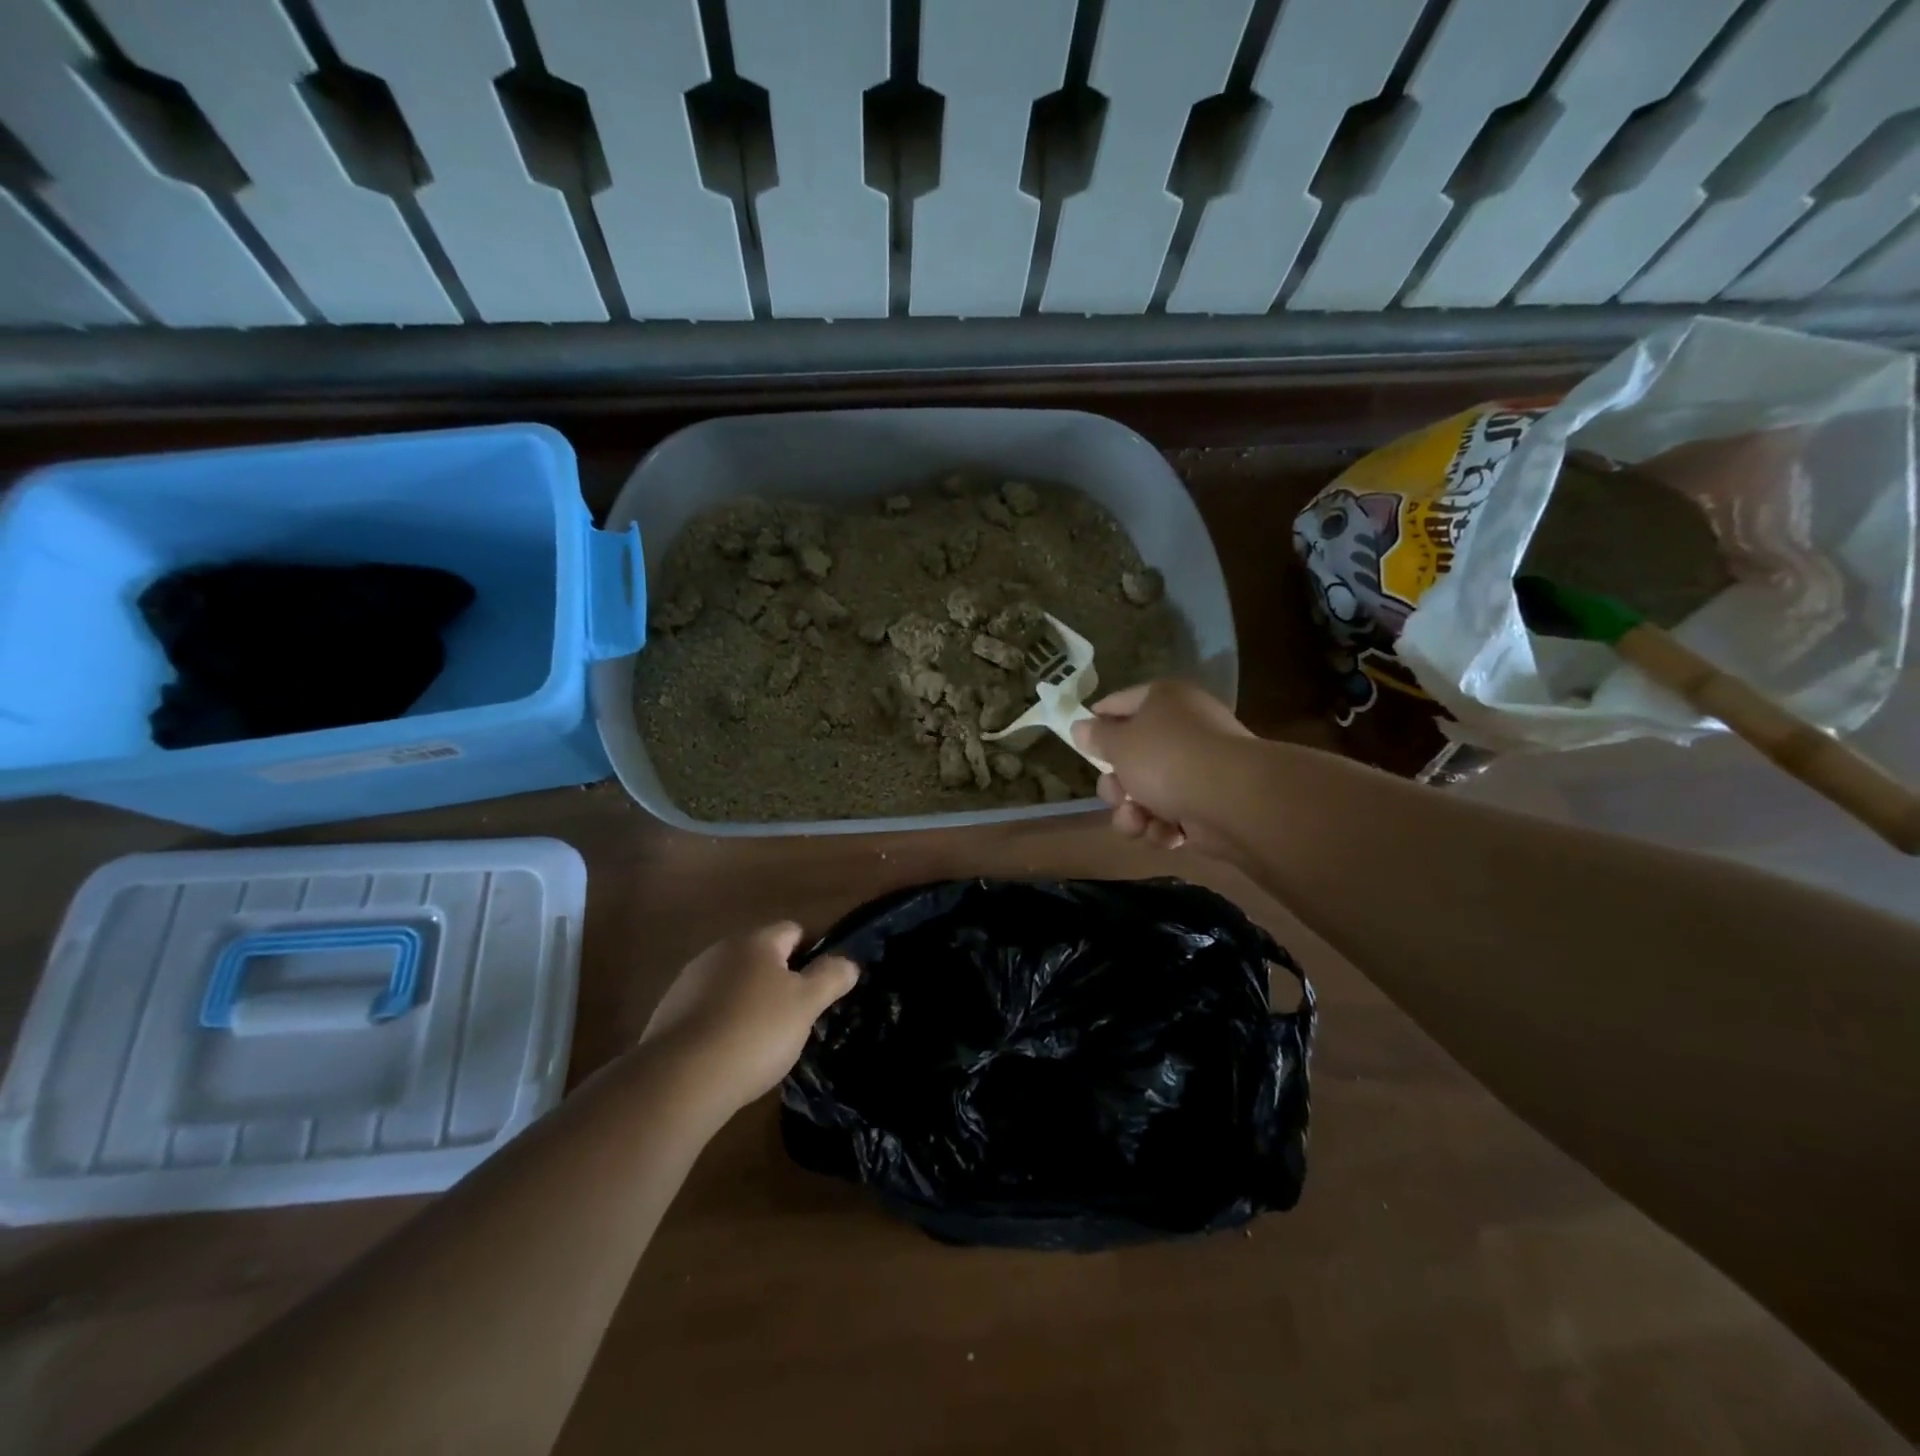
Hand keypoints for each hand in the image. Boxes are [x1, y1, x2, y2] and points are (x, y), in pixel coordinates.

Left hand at [639, 922, 858, 1114]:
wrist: (680, 1079)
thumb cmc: (755, 1031)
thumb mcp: (806, 1005)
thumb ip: (831, 977)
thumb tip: (848, 962)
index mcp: (756, 941)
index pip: (794, 930)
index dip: (814, 953)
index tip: (824, 985)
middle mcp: (720, 950)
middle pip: (762, 957)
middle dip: (781, 980)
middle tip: (798, 1015)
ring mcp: (690, 981)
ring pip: (734, 983)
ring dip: (751, 1002)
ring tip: (764, 1040)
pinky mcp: (669, 1013)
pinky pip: (709, 1009)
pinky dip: (724, 1023)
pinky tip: (730, 1054)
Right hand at [1072, 680, 1251, 852]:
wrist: (1232, 800)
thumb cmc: (1167, 758)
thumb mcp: (1119, 744)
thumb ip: (1096, 737)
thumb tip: (1080, 726)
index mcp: (1164, 701)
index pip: (1120, 703)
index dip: (1097, 721)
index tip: (1080, 742)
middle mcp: (1183, 729)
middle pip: (1131, 757)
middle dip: (1116, 785)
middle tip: (1116, 794)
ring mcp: (1198, 769)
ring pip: (1146, 793)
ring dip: (1133, 813)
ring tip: (1138, 821)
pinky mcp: (1208, 805)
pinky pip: (1171, 815)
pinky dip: (1163, 827)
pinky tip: (1168, 834)